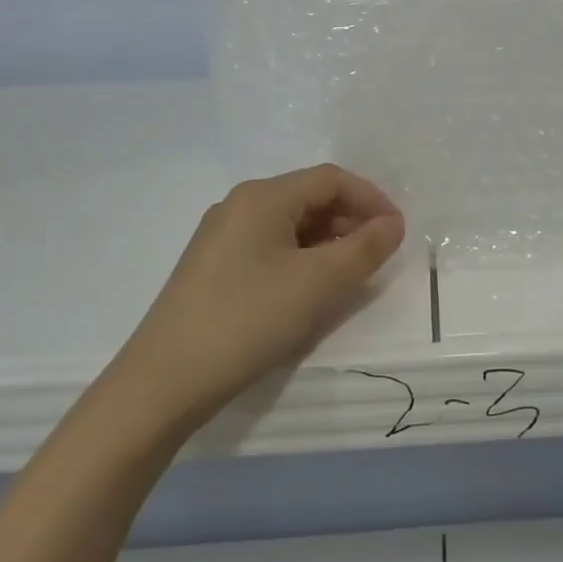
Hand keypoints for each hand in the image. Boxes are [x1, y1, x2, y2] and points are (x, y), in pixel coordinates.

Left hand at [106, 165, 405, 435]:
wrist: (164, 381)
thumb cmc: (248, 319)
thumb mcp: (318, 283)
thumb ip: (364, 249)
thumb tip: (393, 224)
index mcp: (262, 196)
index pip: (331, 179)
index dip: (371, 198)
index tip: (398, 231)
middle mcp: (239, 205)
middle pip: (309, 198)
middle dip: (350, 220)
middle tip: (379, 255)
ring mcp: (221, 237)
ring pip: (290, 225)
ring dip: (327, 242)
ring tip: (350, 274)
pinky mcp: (213, 268)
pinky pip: (270, 248)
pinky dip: (301, 259)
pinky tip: (310, 289)